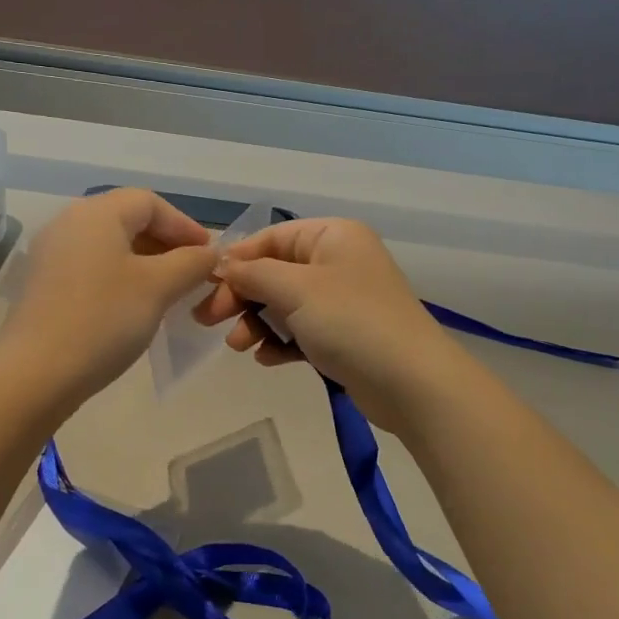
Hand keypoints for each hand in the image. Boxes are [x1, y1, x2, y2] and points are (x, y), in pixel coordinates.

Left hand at [0, 189, 218, 408]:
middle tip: (193, 273)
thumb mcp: (159, 287)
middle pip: (128, 219)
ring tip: (170, 291)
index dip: (185, 225)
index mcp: (97, 213)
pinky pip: (91, 267)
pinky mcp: (44, 283)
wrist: (36, 373)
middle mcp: (69, 222)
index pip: (150, 202)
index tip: (209, 255)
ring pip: (109, 245)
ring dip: (145, 262)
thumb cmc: (104, 319)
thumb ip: (191, 263)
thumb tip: (209, 254)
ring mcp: (51, 253)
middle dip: (166, 244)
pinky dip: (120, 277)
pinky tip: (135, 306)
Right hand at [194, 217, 465, 432]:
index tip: (206, 285)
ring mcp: (342, 300)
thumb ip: (253, 274)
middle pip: (274, 271)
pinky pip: (301, 330)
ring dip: (257, 322)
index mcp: (332, 236)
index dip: (237, 259)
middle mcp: (338, 261)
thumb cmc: (352, 321)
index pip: (271, 237)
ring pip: (284, 304)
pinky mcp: (344, 335)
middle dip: (242, 295)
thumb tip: (222, 266)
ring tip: (239, 346)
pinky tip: (267, 359)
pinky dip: (280, 341)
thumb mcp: (295, 289)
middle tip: (209, 320)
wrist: (411, 382)